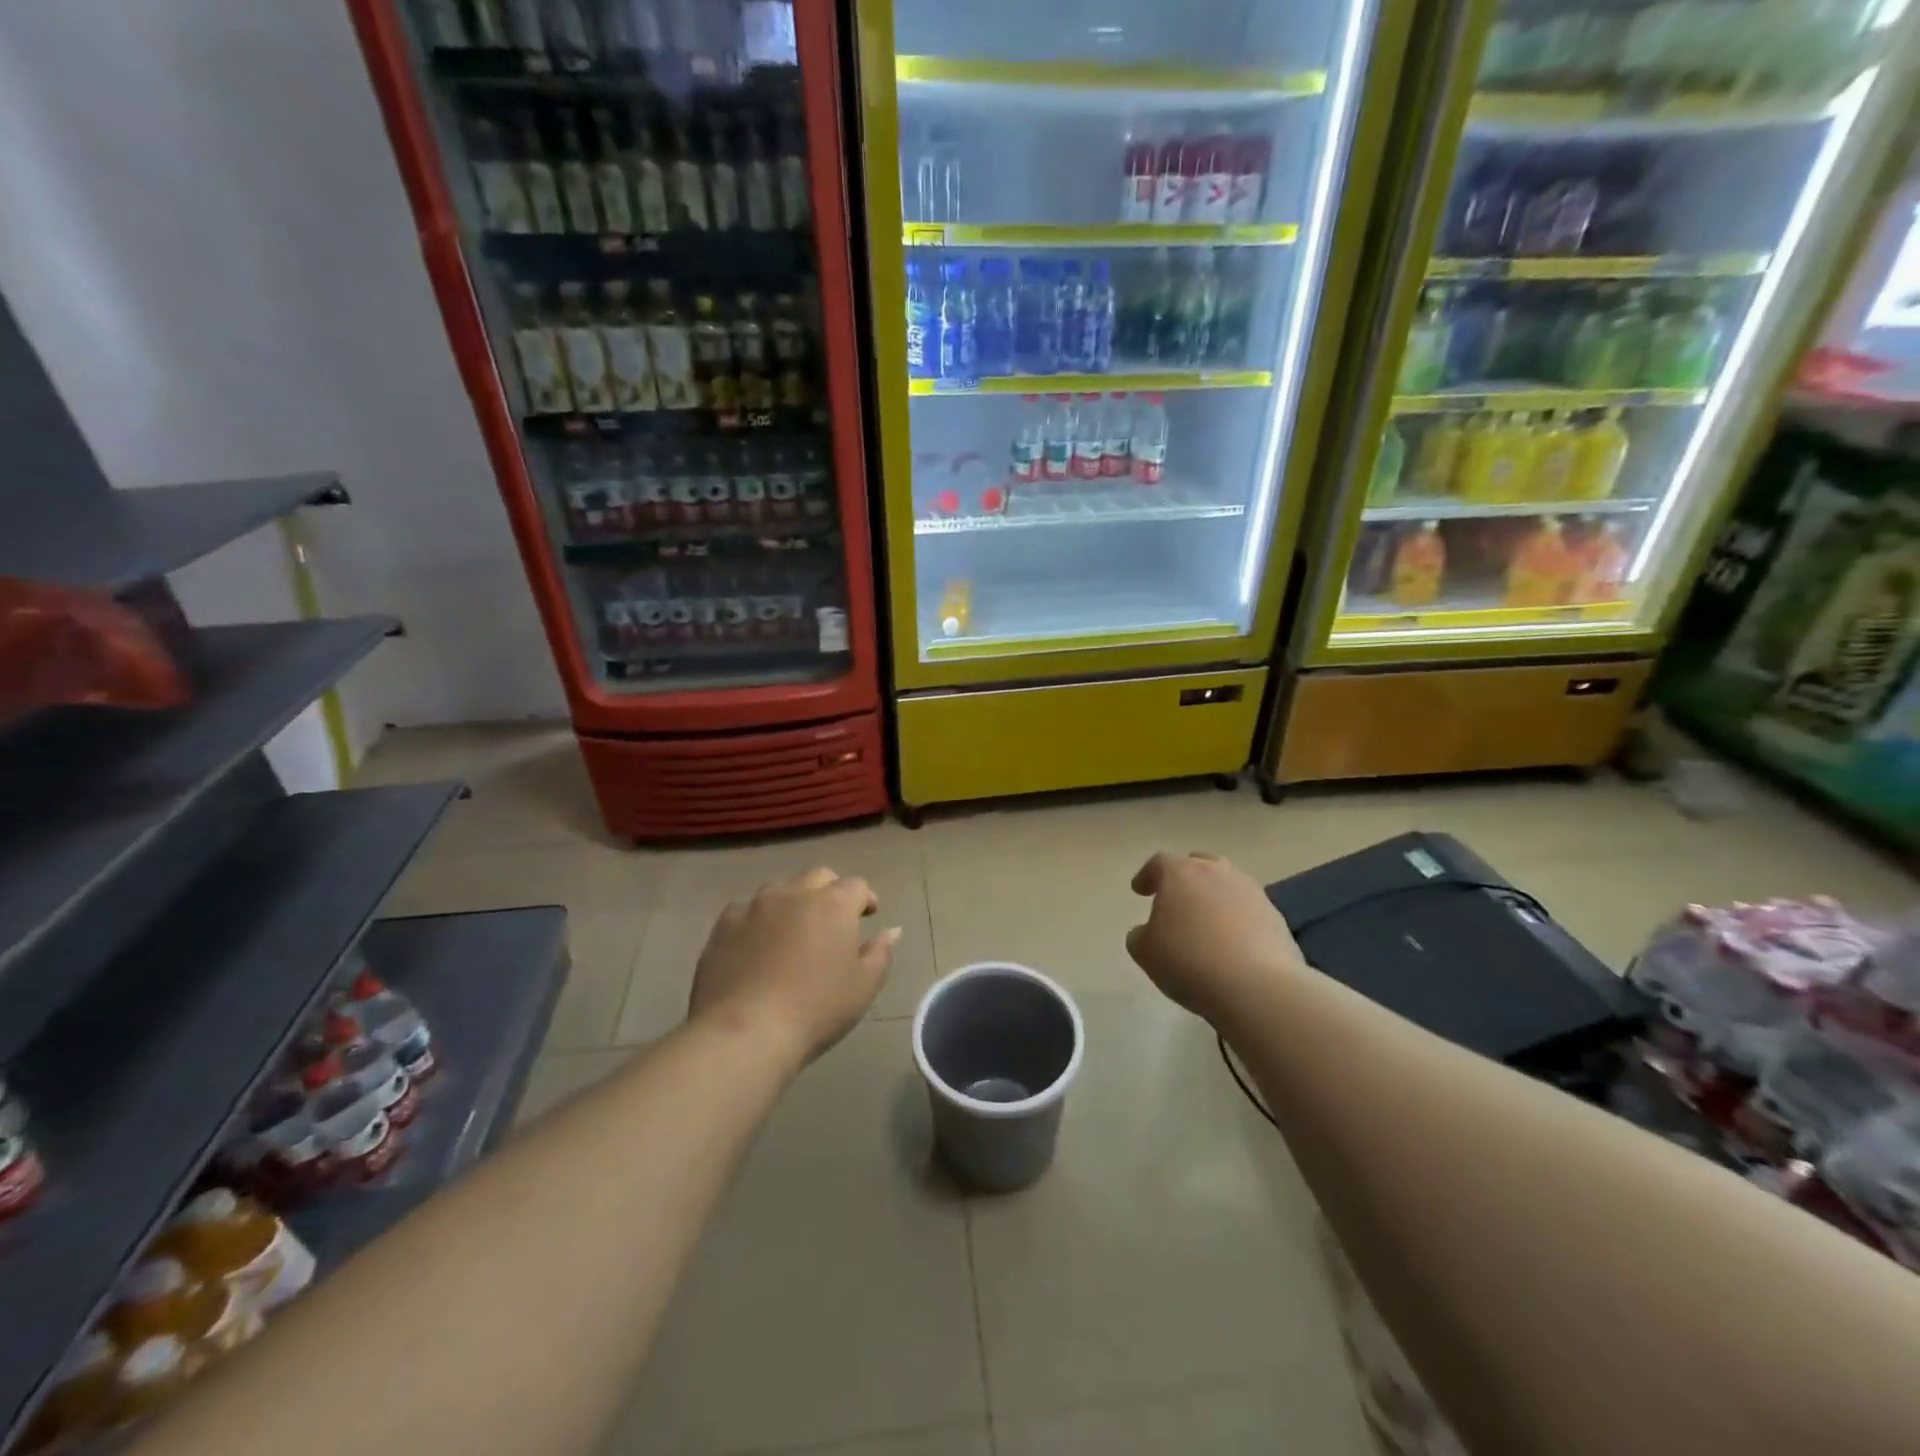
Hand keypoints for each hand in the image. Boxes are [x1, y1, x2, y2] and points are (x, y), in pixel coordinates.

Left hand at [689, 867, 899, 1066]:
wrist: (745, 1032)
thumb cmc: (816, 1009)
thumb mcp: (863, 986)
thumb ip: (881, 952)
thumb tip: (891, 930)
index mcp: (833, 904)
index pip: (857, 886)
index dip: (865, 899)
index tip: (868, 917)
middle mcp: (795, 893)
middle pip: (819, 877)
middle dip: (830, 891)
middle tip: (833, 920)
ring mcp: (755, 905)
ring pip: (781, 889)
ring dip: (793, 902)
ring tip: (793, 931)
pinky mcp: (724, 924)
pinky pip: (746, 910)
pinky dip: (758, 920)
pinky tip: (757, 945)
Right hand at [1126, 851, 1306, 1024]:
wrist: (1257, 987)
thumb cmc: (1189, 962)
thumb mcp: (1146, 953)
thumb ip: (1140, 936)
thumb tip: (1147, 932)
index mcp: (1181, 873)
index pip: (1159, 863)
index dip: (1147, 876)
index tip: (1139, 890)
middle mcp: (1217, 872)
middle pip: (1198, 864)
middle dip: (1185, 878)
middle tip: (1176, 899)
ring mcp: (1251, 892)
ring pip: (1227, 885)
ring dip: (1214, 898)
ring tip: (1206, 923)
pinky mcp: (1275, 916)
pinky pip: (1248, 910)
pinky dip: (1237, 920)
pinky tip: (1232, 944)